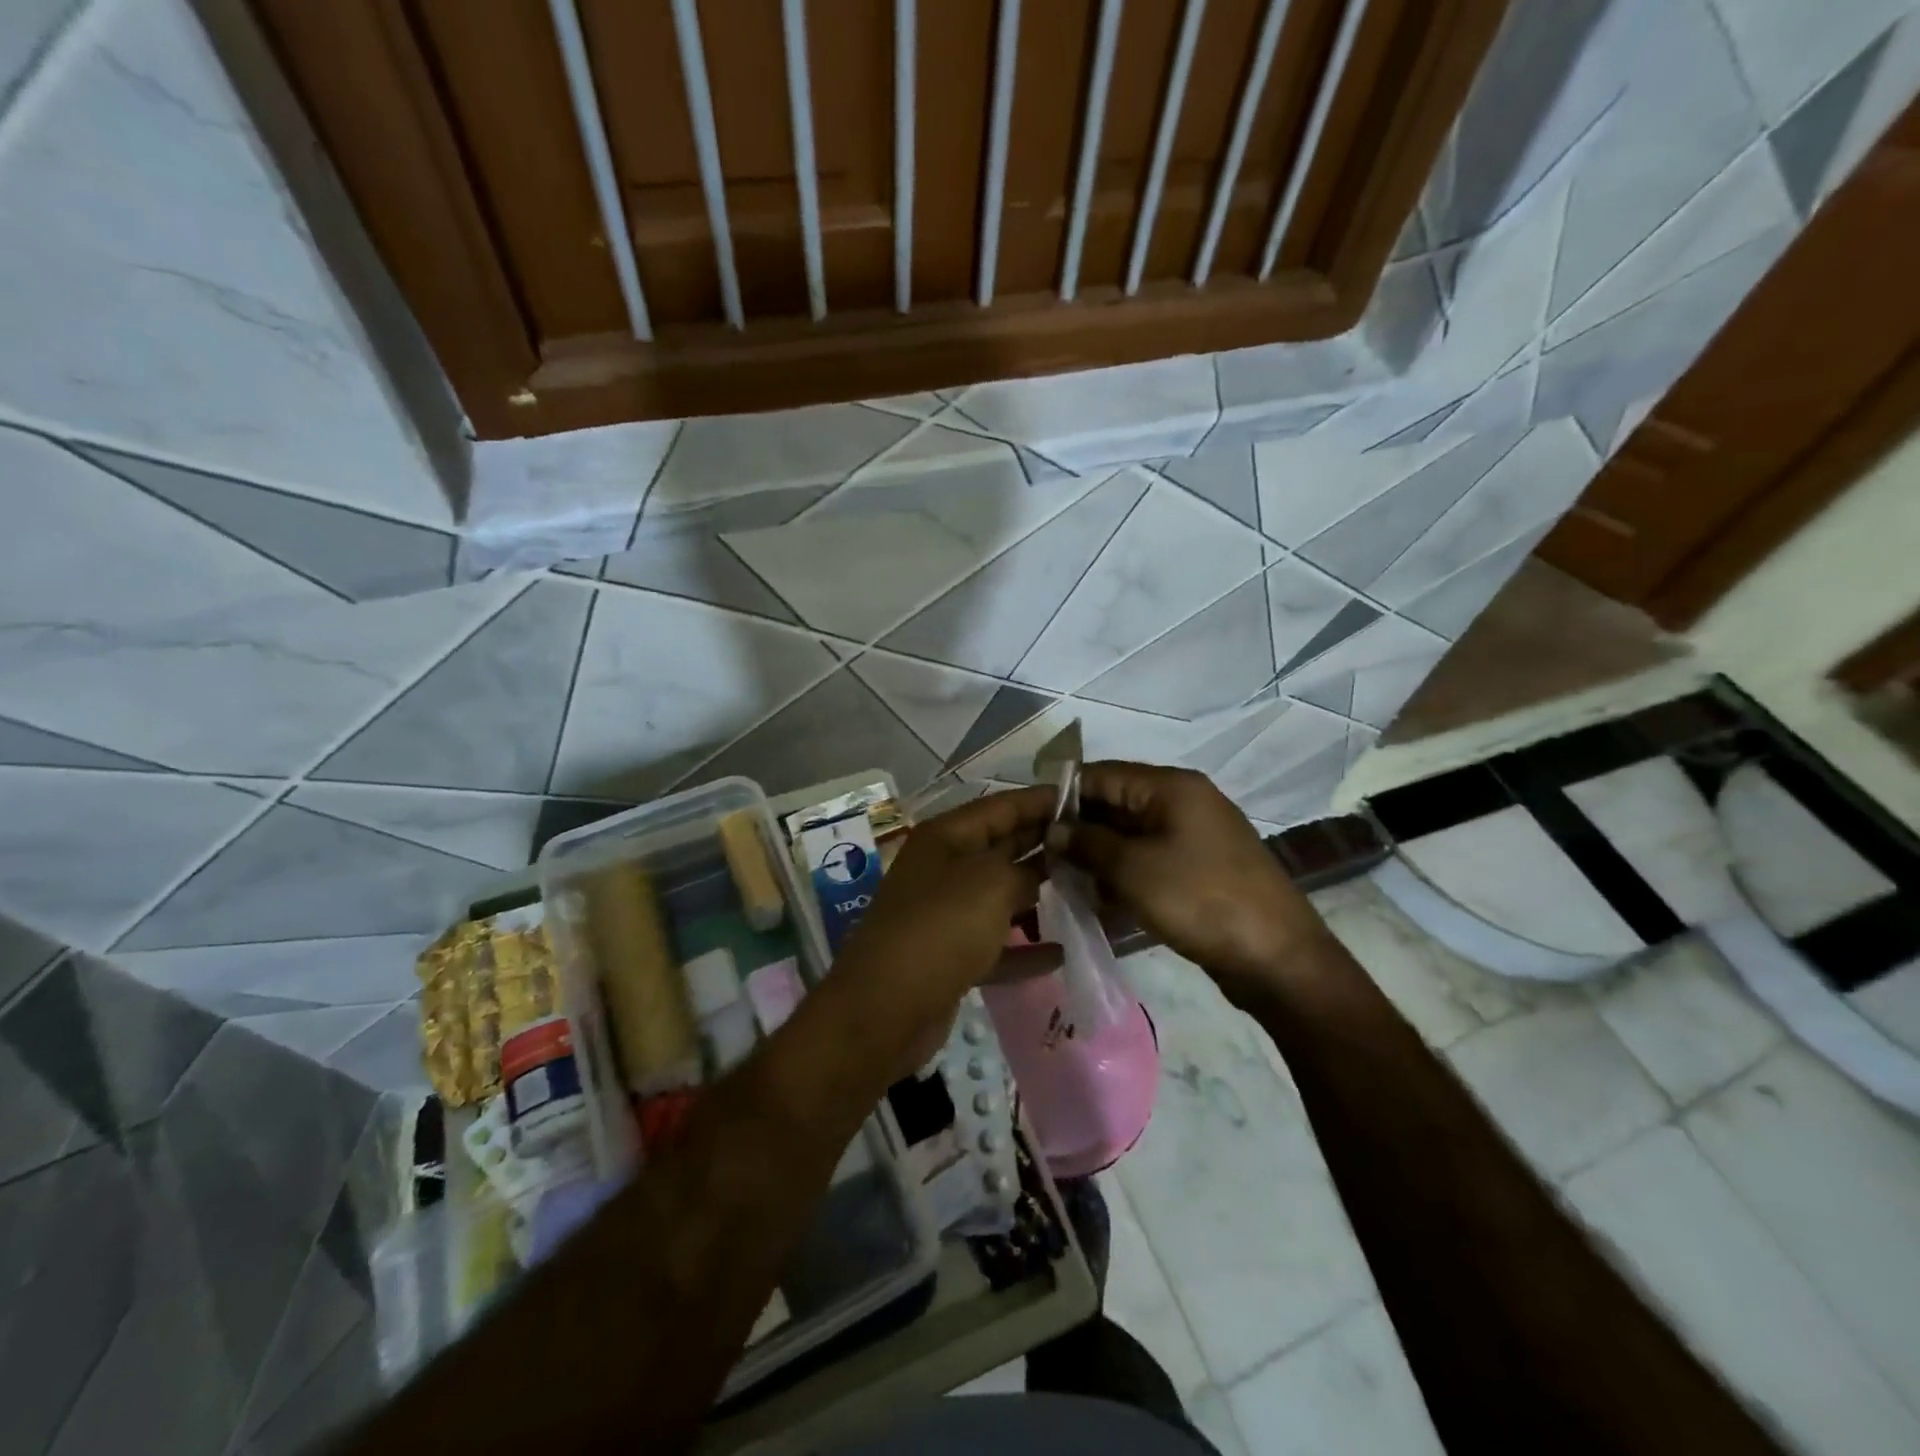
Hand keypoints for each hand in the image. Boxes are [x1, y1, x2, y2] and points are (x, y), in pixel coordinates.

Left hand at [832, 786, 1061, 1071]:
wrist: (887, 1006)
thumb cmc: (942, 926)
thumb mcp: (992, 883)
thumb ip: (1026, 868)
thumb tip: (1043, 870)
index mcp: (946, 837)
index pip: (1002, 806)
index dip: (1043, 801)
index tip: (1087, 800)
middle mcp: (944, 868)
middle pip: (1003, 848)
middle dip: (1046, 846)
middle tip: (1095, 847)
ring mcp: (945, 912)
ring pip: (1001, 896)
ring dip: (1039, 897)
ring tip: (1088, 894)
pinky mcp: (950, 955)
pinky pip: (995, 943)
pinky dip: (1025, 948)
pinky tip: (1062, 952)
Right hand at [1066, 762, 1328, 1001]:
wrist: (1277, 958)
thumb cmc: (1199, 899)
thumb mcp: (1133, 869)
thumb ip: (1087, 843)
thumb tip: (1054, 828)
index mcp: (1171, 787)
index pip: (1102, 774)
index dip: (1063, 794)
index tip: (1029, 821)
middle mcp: (1183, 803)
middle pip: (1116, 804)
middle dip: (1078, 829)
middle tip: (1042, 857)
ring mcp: (1194, 837)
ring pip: (1130, 836)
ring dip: (1097, 856)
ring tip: (1062, 882)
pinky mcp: (1199, 870)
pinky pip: (1149, 861)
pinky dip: (1122, 875)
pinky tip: (1096, 900)